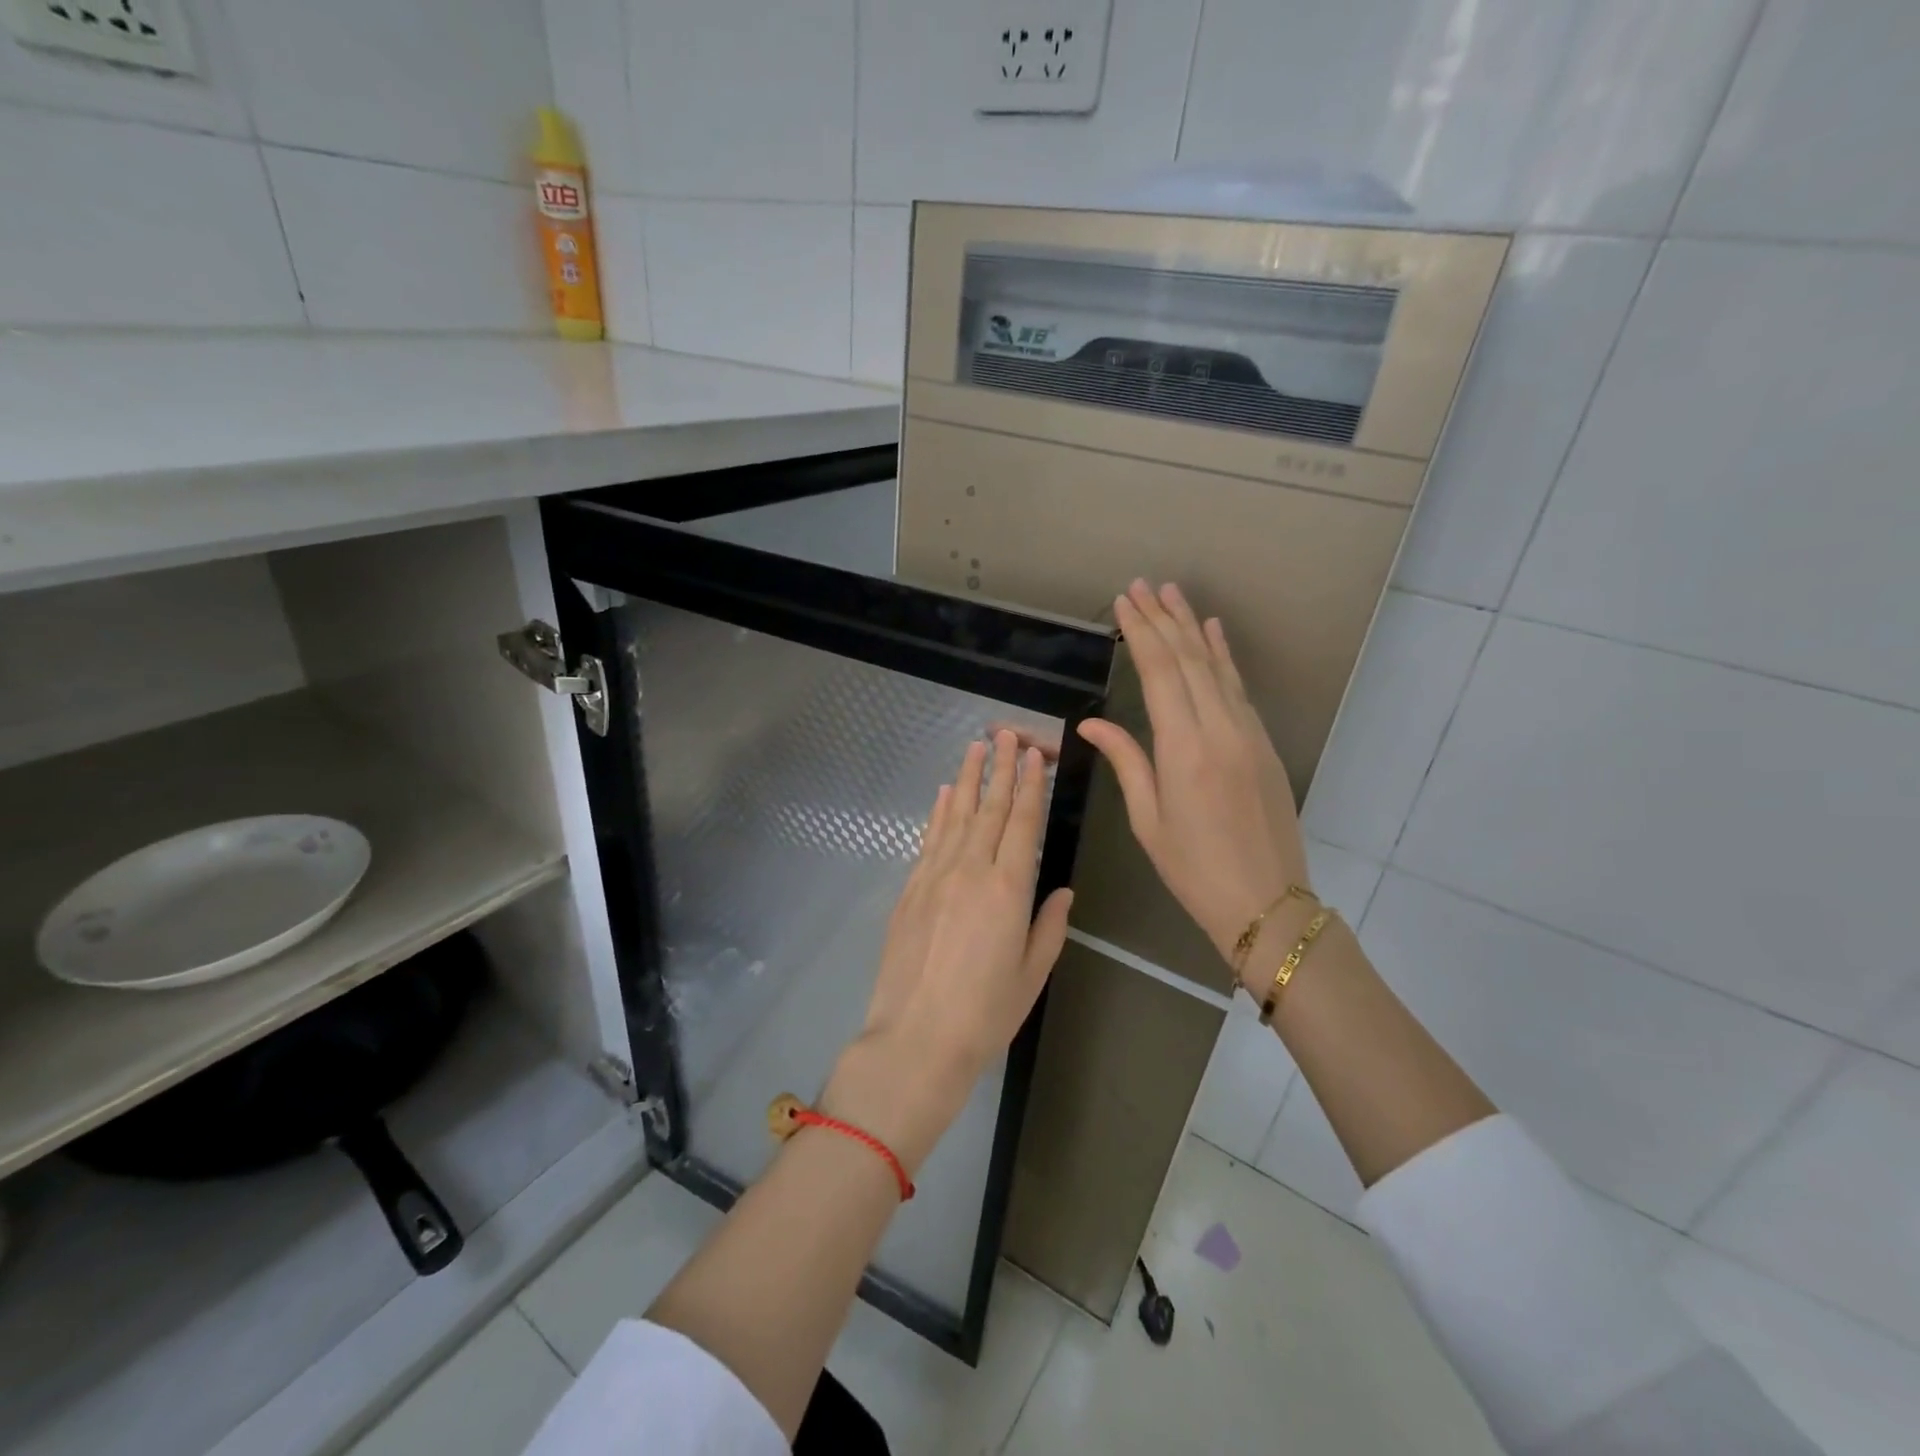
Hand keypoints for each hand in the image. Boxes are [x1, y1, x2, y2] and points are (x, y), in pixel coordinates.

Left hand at [823, 731, 1072, 1172]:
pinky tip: (946, 794)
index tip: (1033, 755)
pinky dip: (940, 812)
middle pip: (990, 809)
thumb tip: (1061, 889)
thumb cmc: (984, 1015)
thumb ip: (1049, 926)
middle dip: (1001, 768)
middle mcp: (971, 870)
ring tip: (978, 746)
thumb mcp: (1032, 975)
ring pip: (957, 815)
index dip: (1029, 786)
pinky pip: (929, 839)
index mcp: (1008, 889)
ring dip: (969, 778)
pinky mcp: (910, 889)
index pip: (1023, 823)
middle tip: (1007, 733)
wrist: (914, 1040)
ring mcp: (935, 876)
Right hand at [1077, 581, 1310, 988]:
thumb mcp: (1148, 820)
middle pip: (1189, 660)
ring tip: (1174, 594)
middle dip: (1163, 619)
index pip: (1160, 673)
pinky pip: (1238, 688)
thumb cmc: (1194, 869)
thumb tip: (1092, 722)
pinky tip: (1214, 633)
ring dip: (1193, 627)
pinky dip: (1223, 656)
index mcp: (1184, 749)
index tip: (1124, 602)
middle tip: (1143, 585)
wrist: (1267, 901)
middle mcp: (1219, 729)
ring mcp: (1247, 733)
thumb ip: (1126, 761)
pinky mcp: (1263, 743)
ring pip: (1217, 667)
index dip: (1141, 632)